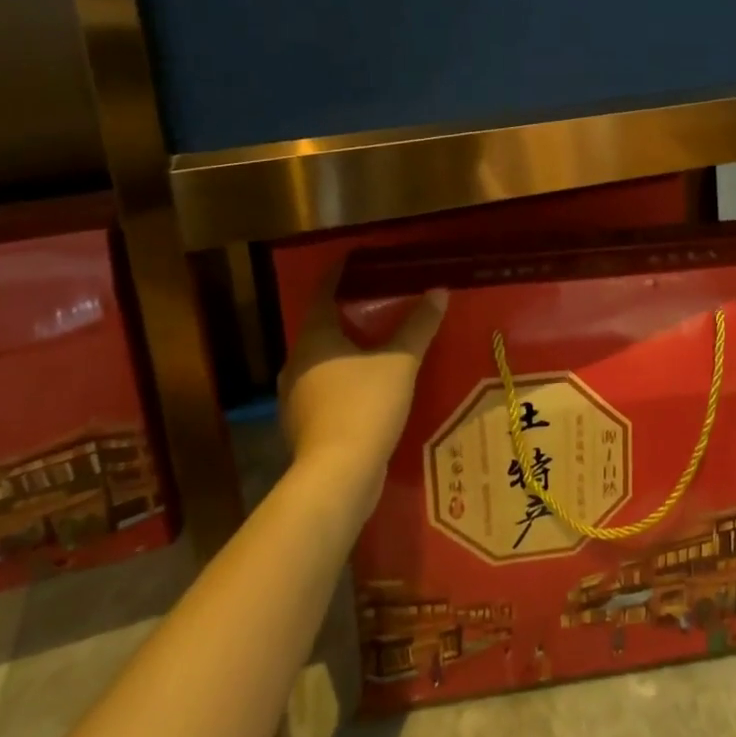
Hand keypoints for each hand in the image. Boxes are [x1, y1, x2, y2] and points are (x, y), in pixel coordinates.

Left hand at [278, 278, 447, 518]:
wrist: (338, 476)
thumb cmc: (365, 405)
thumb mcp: (400, 361)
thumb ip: (418, 326)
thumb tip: (439, 291)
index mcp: (314, 340)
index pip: (323, 294)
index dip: (338, 275)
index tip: (355, 260)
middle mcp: (297, 364)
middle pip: (320, 329)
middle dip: (346, 316)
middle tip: (377, 303)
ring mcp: (297, 399)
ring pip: (322, 362)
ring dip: (346, 352)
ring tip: (378, 345)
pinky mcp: (305, 427)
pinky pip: (326, 390)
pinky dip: (346, 381)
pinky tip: (370, 388)